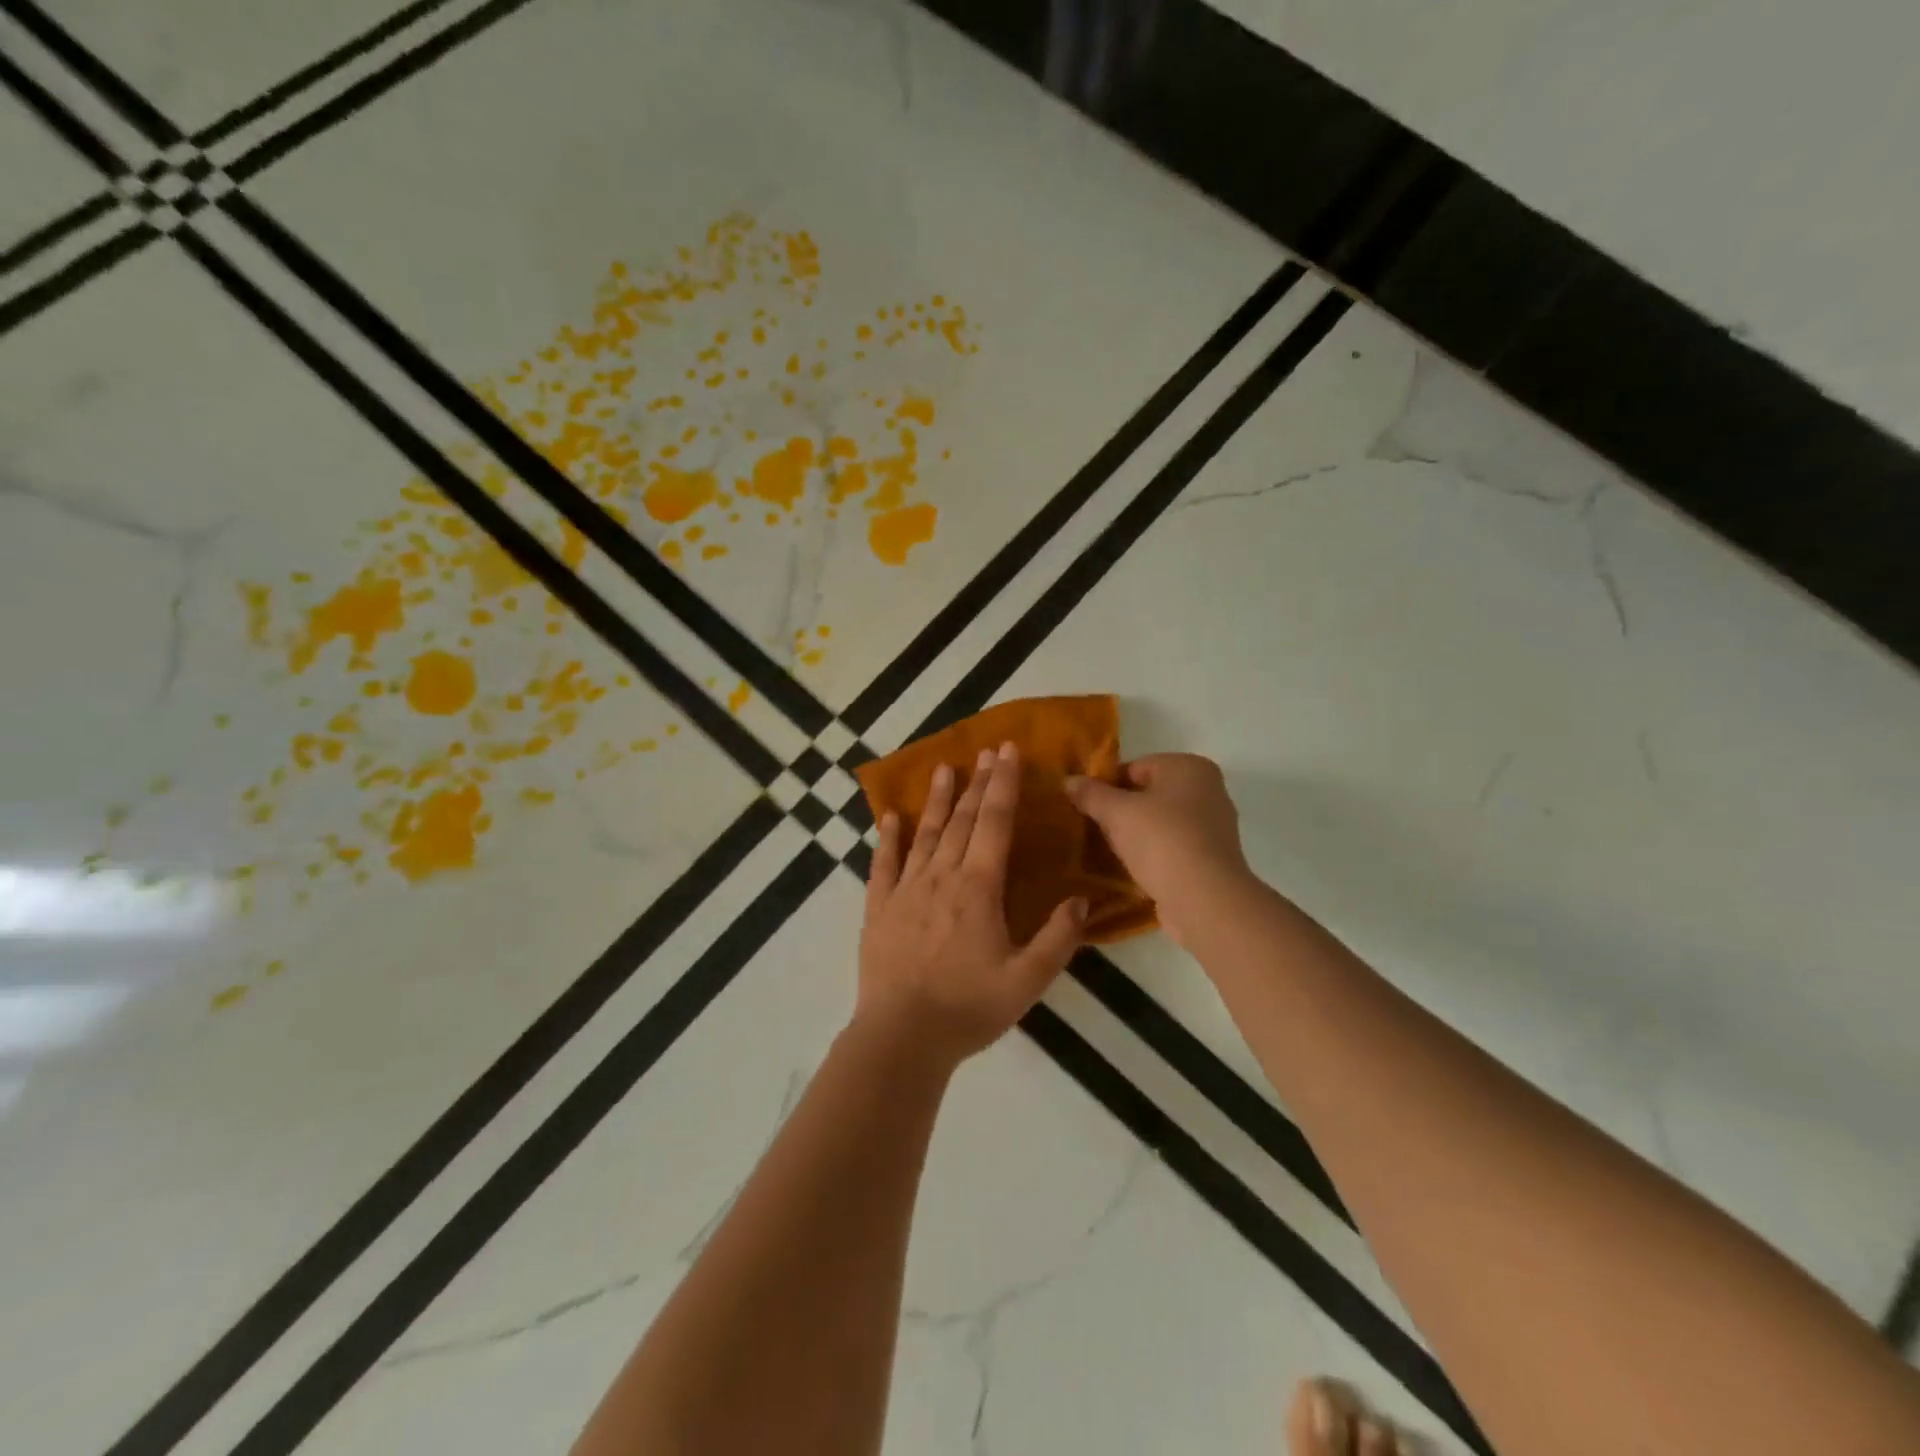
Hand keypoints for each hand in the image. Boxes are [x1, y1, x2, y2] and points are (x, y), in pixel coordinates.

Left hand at [858, 742, 1087, 1064]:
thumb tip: (1080, 900)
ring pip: (925, 834)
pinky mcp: (879, 909)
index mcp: (978, 888)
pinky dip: (888, 838)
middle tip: (986, 751)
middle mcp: (941, 877)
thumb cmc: (968, 1008)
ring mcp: (906, 890)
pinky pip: (883, 864)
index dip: (1003, 784)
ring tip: (943, 768)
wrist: (902, 1038)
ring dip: (937, 800)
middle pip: (962, 820)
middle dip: (977, 782)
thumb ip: (1057, 938)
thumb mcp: (1027, 980)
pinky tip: (891, 817)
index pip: (994, 823)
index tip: (1007, 752)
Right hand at [1065, 753, 1253, 946]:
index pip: (1135, 767)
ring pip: (1159, 822)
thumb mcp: (1116, 812)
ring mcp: (1213, 826)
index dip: (1106, 785)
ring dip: (1135, 834)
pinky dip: (1152, 854)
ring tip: (1109, 851)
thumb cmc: (1161, 841)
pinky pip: (1171, 847)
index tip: (1085, 806)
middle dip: (1120, 810)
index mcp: (1189, 767)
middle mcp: (1208, 790)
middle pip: (1148, 794)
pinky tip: (1132, 868)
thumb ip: (1091, 793)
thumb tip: (1068, 780)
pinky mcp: (1211, 858)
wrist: (1204, 900)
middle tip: (1094, 829)